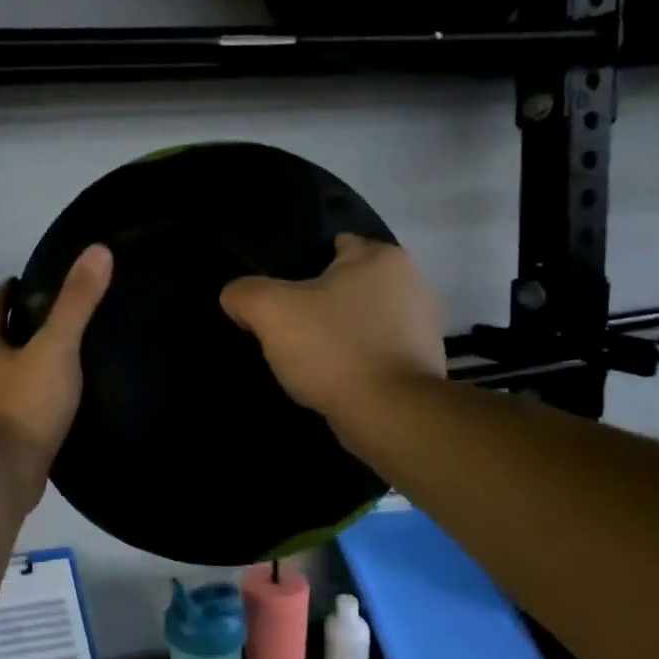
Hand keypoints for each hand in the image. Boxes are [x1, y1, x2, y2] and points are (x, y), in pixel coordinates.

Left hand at [0, 244, 113, 479]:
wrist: (3, 474)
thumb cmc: (26, 403)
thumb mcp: (57, 347)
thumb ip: (77, 302)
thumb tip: (98, 250)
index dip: (5, 292)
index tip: (20, 281)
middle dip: (12, 329)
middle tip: (44, 319)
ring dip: (17, 365)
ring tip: (50, 360)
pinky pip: (10, 408)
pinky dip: (24, 398)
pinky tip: (46, 404)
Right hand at [220, 235, 446, 425]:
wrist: (389, 414)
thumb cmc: (333, 348)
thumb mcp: (270, 311)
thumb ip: (244, 293)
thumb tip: (236, 297)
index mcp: (382, 258)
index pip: (336, 244)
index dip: (303, 264)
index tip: (280, 291)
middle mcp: (412, 282)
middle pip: (348, 284)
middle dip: (321, 300)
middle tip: (288, 324)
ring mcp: (423, 325)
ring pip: (362, 318)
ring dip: (339, 331)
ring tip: (307, 355)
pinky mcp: (421, 363)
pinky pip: (376, 350)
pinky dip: (356, 358)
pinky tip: (333, 375)